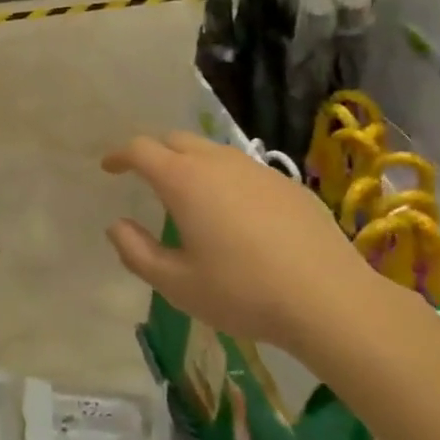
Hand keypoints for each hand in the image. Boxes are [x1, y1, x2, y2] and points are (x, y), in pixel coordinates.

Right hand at [102, 132, 436, 368]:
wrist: (330, 300)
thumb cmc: (242, 292)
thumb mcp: (176, 283)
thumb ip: (136, 252)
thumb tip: (117, 226)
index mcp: (184, 181)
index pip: (141, 150)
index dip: (120, 155)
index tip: (109, 167)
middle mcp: (219, 163)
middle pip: (176, 139)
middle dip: (154, 152)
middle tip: (145, 177)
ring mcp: (258, 170)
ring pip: (213, 152)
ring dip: (191, 164)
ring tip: (189, 196)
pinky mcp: (288, 185)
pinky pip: (244, 170)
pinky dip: (225, 179)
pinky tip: (236, 215)